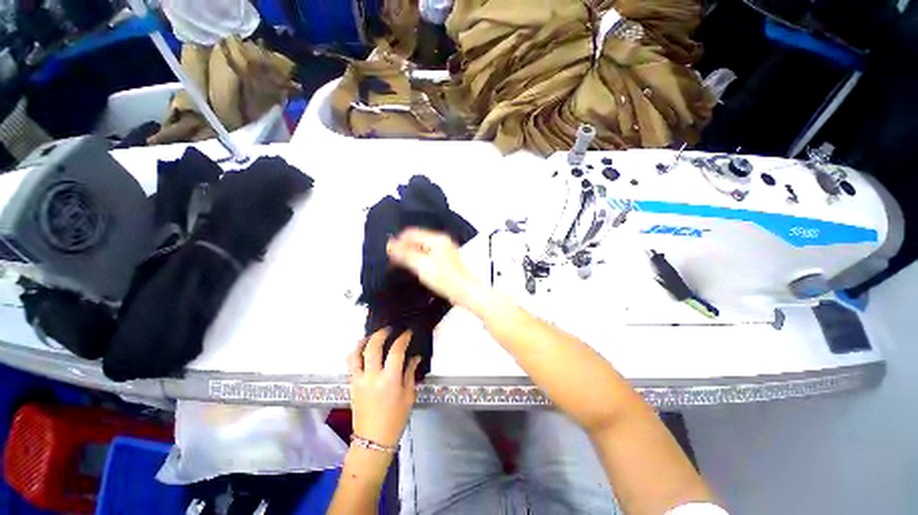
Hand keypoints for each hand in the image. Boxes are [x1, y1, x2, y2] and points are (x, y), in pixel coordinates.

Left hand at [347, 328, 420, 447]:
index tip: (407, 332)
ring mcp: (359, 380)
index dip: (403, 338)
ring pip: (356, 353)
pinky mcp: (352, 384)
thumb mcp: (408, 395)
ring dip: (363, 341)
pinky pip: (351, 364)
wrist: (373, 440)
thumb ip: (410, 373)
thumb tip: (415, 357)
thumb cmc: (395, 418)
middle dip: (381, 333)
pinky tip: (363, 351)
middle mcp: (372, 376)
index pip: (396, 350)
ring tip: (371, 337)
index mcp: (390, 379)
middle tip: (389, 329)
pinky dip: (356, 353)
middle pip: (373, 346)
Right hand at [387, 228, 480, 307]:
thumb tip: (391, 246)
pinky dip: (419, 258)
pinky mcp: (445, 259)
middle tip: (395, 260)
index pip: (411, 233)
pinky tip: (416, 268)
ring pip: (422, 247)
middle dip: (404, 248)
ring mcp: (444, 250)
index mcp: (436, 239)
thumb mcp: (422, 266)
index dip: (398, 241)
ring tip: (403, 265)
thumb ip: (405, 255)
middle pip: (417, 239)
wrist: (464, 291)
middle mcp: (441, 241)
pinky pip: (428, 254)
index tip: (390, 252)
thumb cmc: (446, 279)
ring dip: (411, 254)